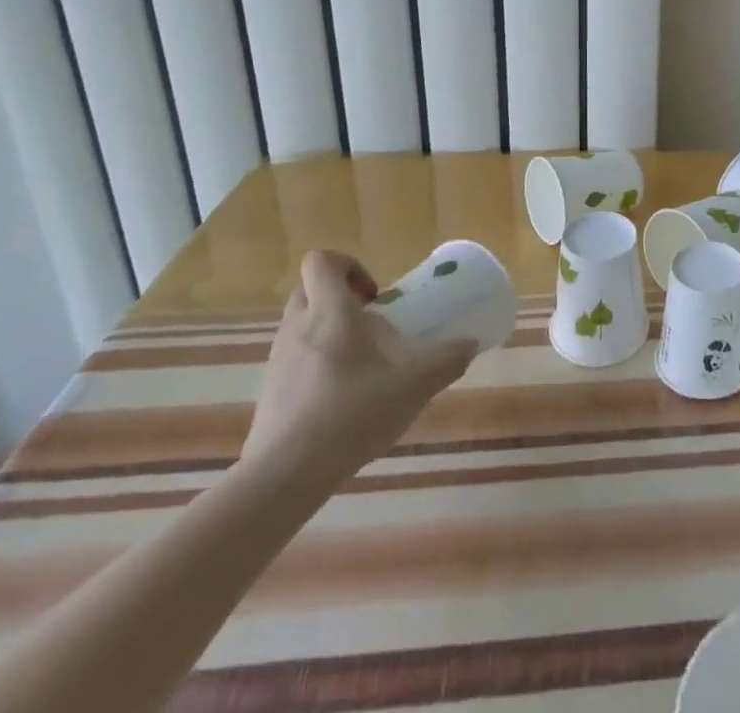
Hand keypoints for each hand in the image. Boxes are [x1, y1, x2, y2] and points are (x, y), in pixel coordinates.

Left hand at [241, 250, 476, 491]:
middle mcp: (297, 328)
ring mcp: (278, 360)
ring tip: (361, 363)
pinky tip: (341, 397)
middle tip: (370, 322)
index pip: (321, 261)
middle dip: (339, 297)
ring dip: (328, 329)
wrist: (283, 478)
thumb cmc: (349, 416)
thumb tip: (470, 345)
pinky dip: (316, 363)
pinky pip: (293, 358)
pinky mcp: (269, 391)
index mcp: (329, 313)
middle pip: (309, 289)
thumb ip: (445, 361)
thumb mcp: (412, 387)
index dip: (348, 265)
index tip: (375, 295)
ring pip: (300, 324)